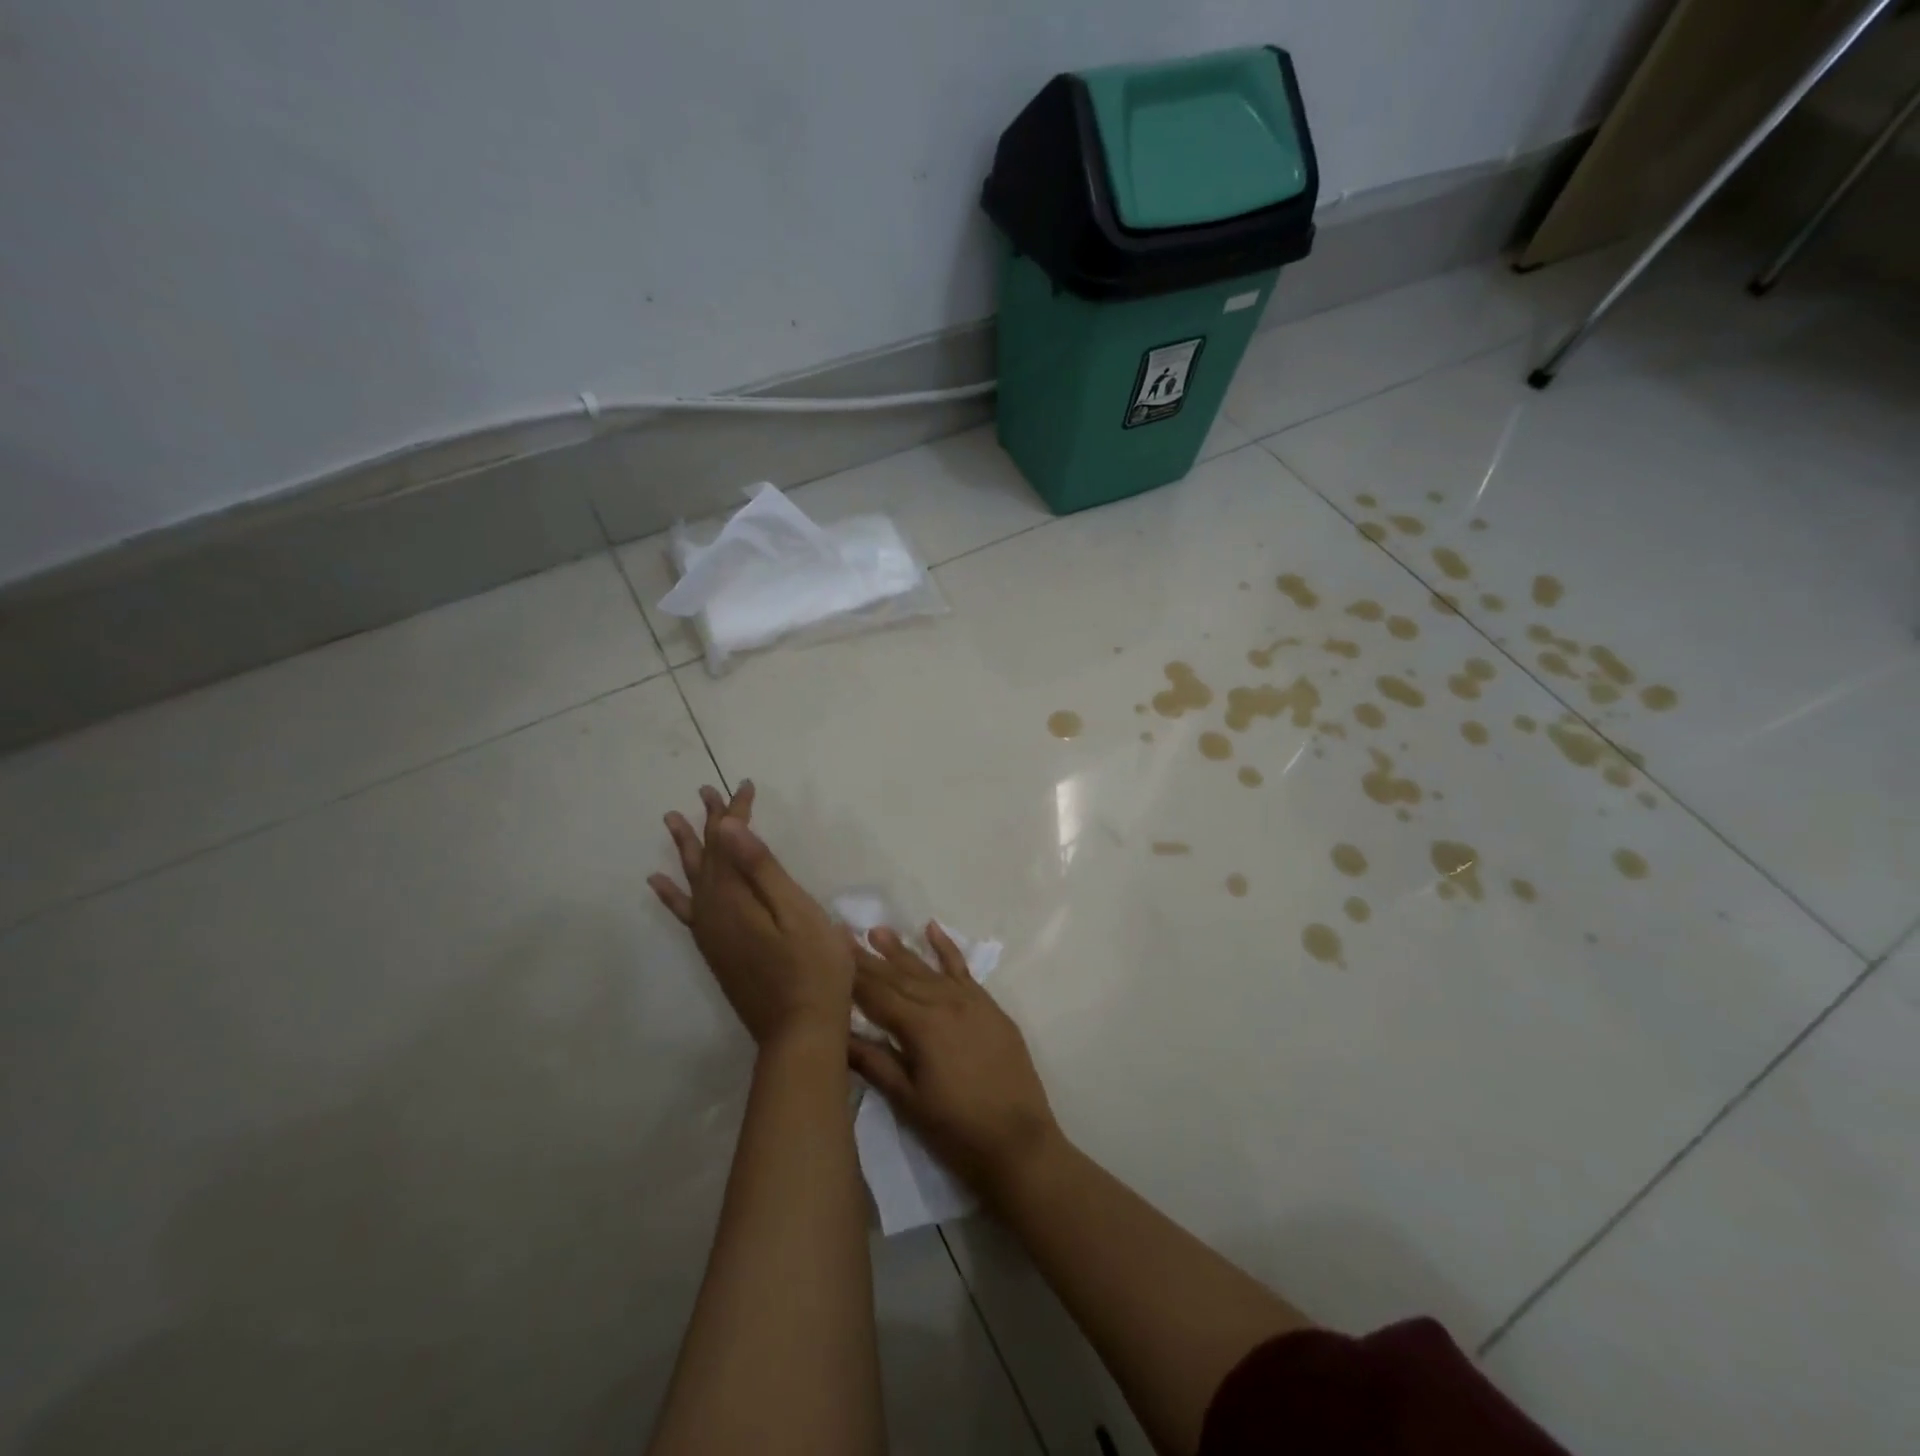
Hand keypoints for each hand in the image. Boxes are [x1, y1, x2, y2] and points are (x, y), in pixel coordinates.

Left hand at [649, 782, 852, 1048]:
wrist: (800, 1031)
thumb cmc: (813, 967)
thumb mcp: (796, 911)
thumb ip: (761, 869)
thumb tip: (727, 827)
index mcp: (735, 898)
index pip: (730, 842)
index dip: (736, 812)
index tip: (743, 785)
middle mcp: (713, 912)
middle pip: (708, 856)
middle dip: (709, 822)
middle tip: (705, 791)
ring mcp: (711, 934)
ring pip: (693, 879)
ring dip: (687, 848)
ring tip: (673, 821)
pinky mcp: (716, 951)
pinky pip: (686, 912)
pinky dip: (672, 894)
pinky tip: (660, 883)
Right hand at [847, 924, 1060, 1201]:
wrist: (1019, 1142)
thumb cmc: (956, 1130)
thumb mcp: (908, 1101)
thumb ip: (873, 1062)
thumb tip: (837, 1033)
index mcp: (920, 1026)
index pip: (877, 994)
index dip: (851, 973)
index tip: (830, 949)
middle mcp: (944, 1002)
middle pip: (899, 976)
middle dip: (870, 957)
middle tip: (844, 933)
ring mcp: (970, 1001)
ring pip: (928, 969)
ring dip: (902, 950)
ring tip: (878, 930)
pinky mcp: (989, 1007)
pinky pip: (964, 970)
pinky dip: (947, 949)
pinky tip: (933, 929)